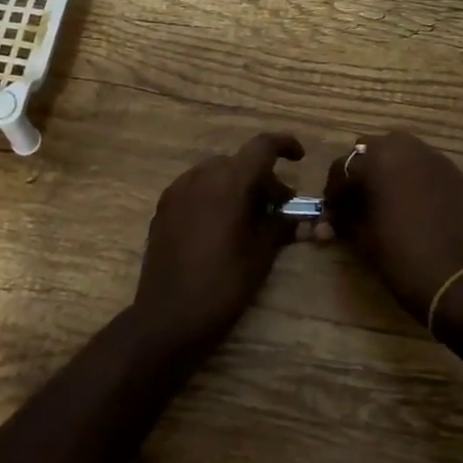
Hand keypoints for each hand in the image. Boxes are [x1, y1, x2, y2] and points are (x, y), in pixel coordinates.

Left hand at [133, 131, 303, 355]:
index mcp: (229, 183)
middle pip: (239, 161)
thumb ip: (280, 225)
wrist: (168, 317)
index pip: (262, 146)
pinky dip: (214, 193)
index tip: (299, 158)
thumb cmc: (223, 286)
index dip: (285, 145)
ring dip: (236, 184)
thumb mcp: (261, 255)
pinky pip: (195, 187)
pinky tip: (220, 223)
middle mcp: (201, 177)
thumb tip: (297, 215)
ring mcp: (177, 191)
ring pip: (215, 172)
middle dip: (262, 177)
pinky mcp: (163, 207)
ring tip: (249, 215)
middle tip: (279, 205)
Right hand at [318, 131, 462, 321]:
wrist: (458, 280)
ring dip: (387, 168)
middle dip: (360, 172)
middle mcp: (405, 149)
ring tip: (384, 198)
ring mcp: (433, 158)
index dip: (333, 193)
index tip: (331, 214)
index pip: (341, 168)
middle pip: (371, 149)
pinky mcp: (453, 172)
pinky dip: (412, 176)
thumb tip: (330, 220)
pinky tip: (412, 202)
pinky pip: (424, 165)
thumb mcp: (364, 238)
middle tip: (357, 201)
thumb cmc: (401, 258)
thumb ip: (345, 218)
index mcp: (376, 161)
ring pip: (400, 151)